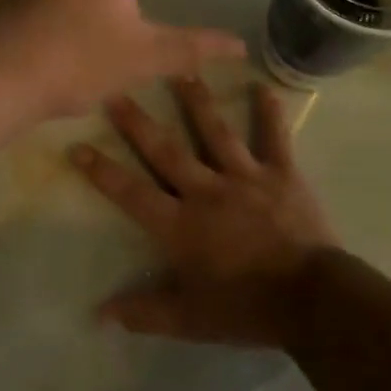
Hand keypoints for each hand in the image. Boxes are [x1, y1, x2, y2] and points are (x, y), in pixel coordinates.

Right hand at [69, 76, 339, 347]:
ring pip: (215, 132)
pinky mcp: (282, 175)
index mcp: (181, 224)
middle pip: (166, 151)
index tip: (78, 146)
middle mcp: (207, 191)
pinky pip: (274, 138)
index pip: (131, 193)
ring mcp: (246, 178)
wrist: (312, 299)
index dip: (102, 171)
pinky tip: (263, 86)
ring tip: (181, 70)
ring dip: (197, 101)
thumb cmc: (246, 307)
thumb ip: (144, 312)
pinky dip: (270, 113)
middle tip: (116, 91)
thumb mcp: (190, 319)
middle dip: (138, 122)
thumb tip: (99, 315)